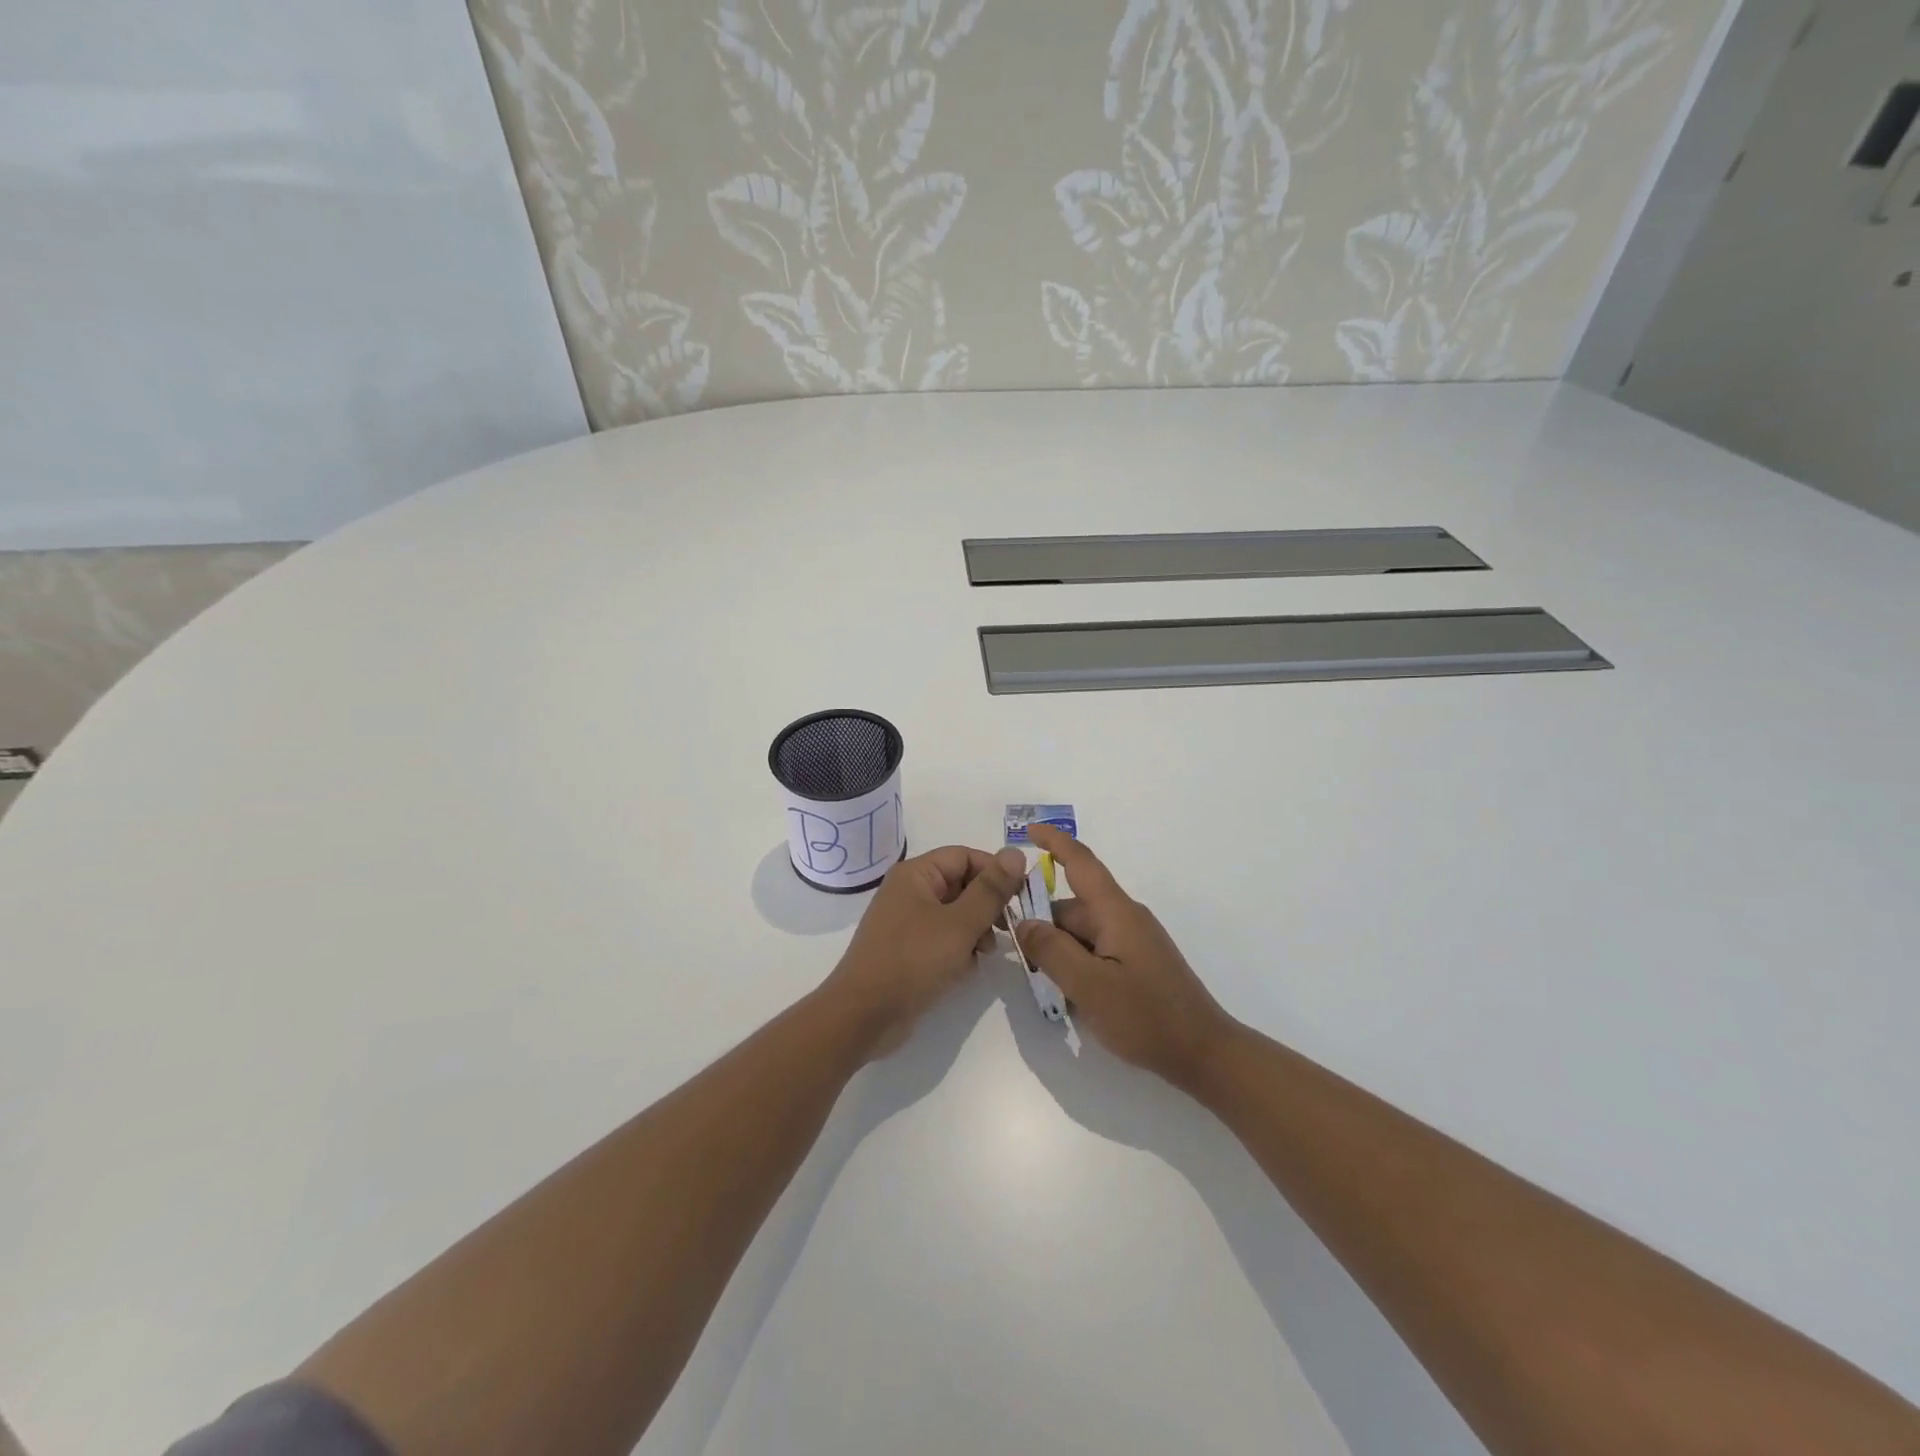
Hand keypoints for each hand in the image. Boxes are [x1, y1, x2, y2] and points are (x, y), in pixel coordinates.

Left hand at [824, 843, 1028, 1057]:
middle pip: (961, 884)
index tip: (1021, 896)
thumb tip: (1017, 852)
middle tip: (1007, 929)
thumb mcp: (960, 924)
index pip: (965, 856)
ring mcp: (906, 922)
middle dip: (987, 905)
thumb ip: (991, 890)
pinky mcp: (908, 950)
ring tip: (984, 953)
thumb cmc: (912, 961)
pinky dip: (959, 949)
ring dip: (976, 930)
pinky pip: (943, 938)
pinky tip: (966, 970)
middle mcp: (909, 892)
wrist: (864, 1016)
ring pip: (955, 914)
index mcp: (916, 874)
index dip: (995, 872)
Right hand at [1015, 826, 1237, 1091]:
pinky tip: (1073, 998)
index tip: (1028, 831)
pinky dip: (1078, 966)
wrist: (1204, 1053)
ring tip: (1049, 987)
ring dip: (1060, 953)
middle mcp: (1125, 918)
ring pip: (1081, 933)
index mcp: (1116, 912)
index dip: (1054, 842)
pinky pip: (1096, 951)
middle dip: (1044, 926)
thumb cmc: (1146, 1017)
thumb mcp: (1089, 986)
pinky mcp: (1137, 962)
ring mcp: (1133, 941)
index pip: (1081, 863)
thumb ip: (1052, 951)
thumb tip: (1024, 922)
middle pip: (1072, 908)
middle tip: (1021, 959)